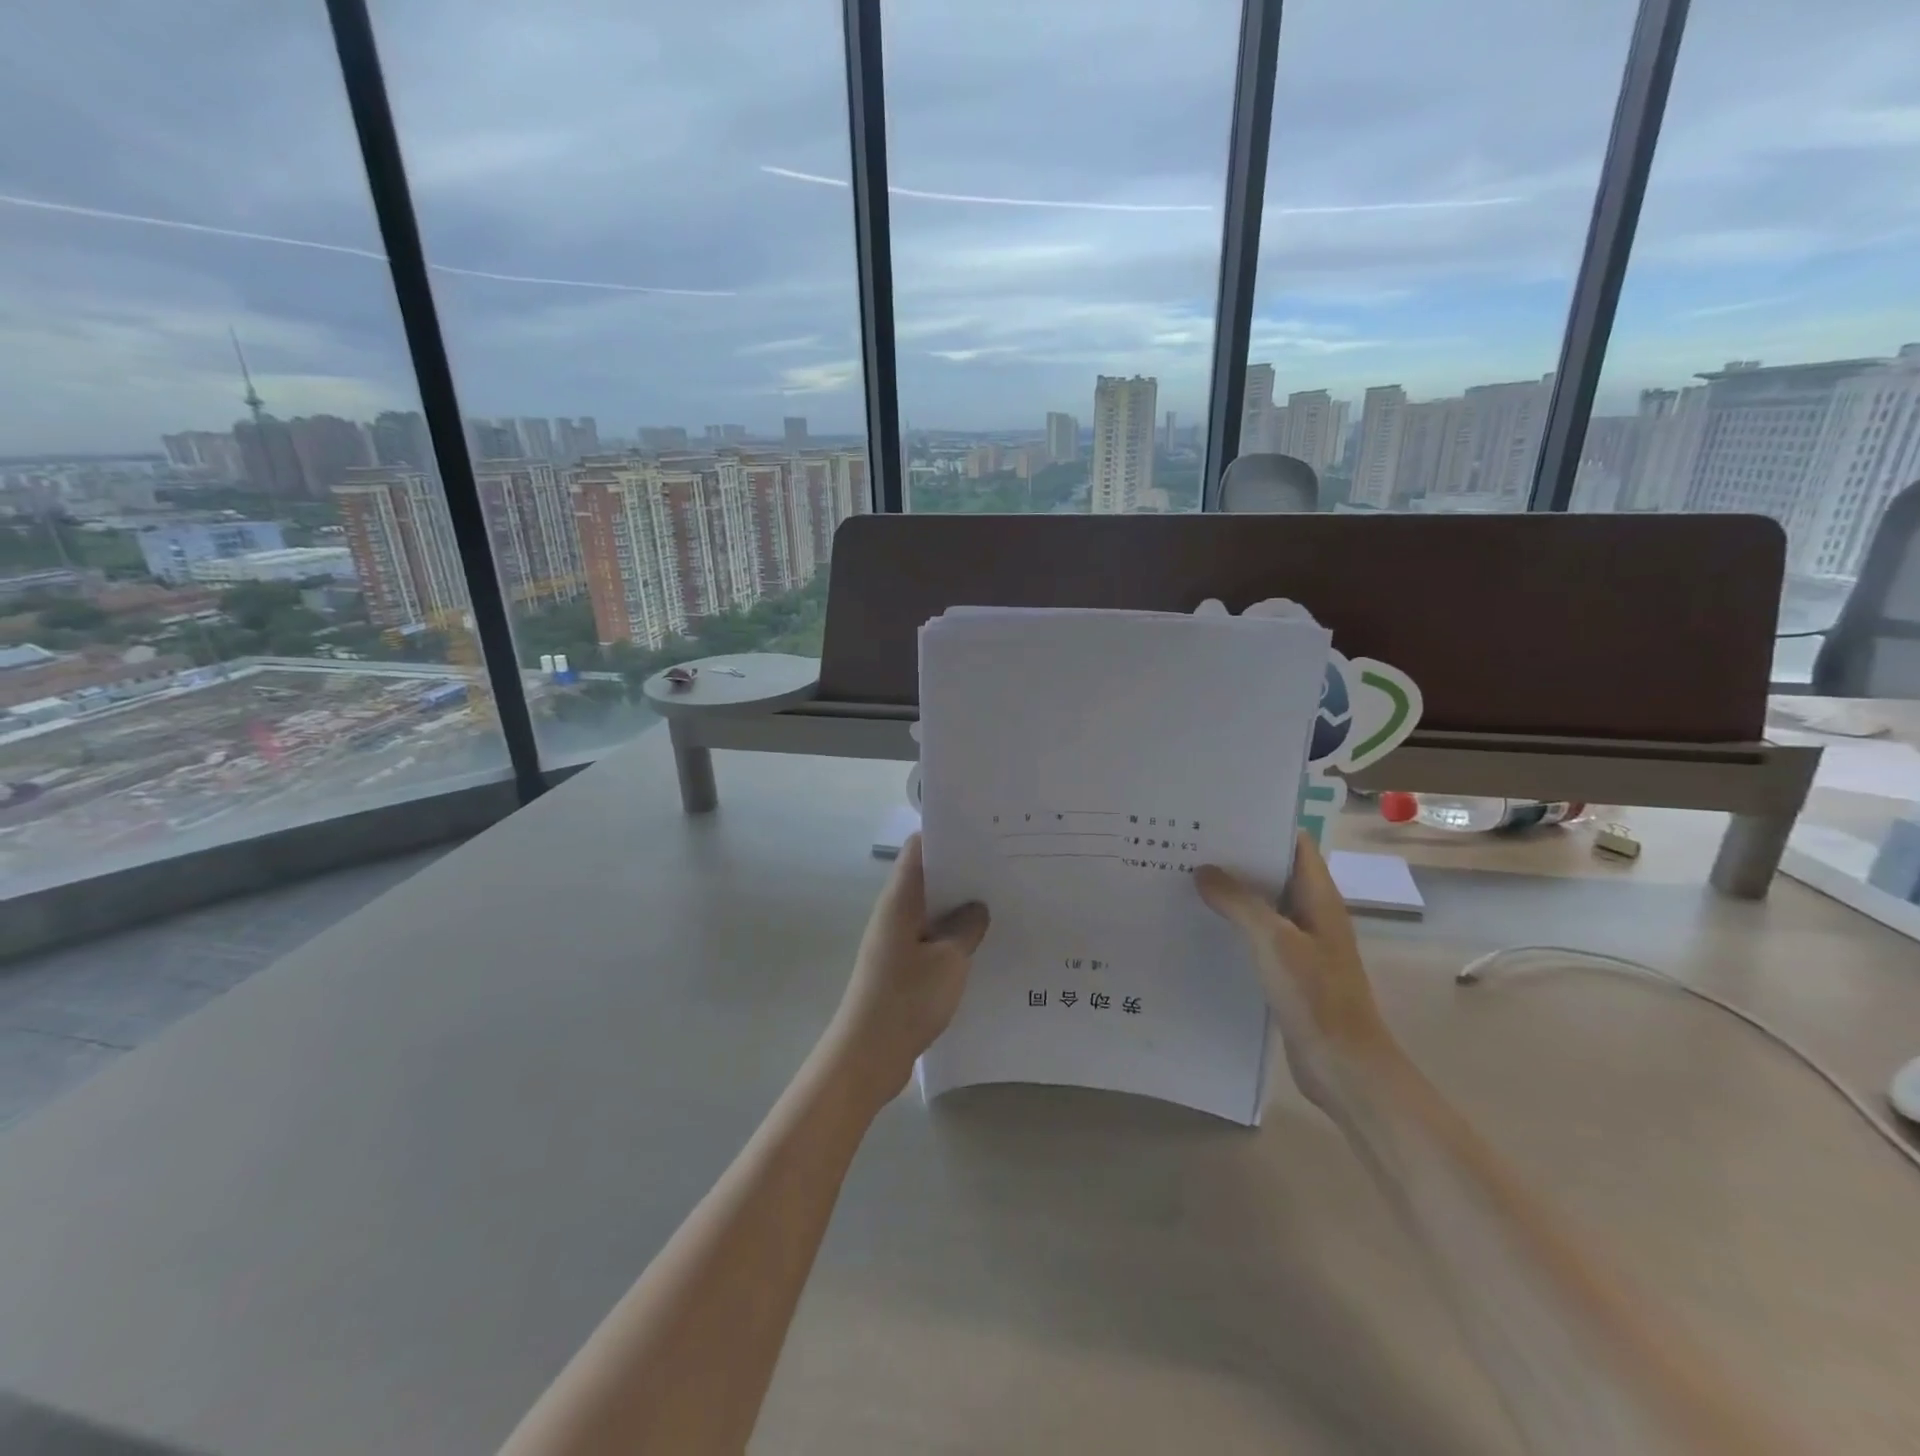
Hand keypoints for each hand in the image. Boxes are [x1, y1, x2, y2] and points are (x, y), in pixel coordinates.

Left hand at [826, 835, 989, 1108]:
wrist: (868, 1056)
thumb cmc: (906, 999)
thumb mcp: (949, 960)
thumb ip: (966, 928)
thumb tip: (977, 908)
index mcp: (900, 900)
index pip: (918, 849)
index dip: (947, 835)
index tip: (984, 834)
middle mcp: (894, 913)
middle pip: (927, 877)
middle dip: (962, 872)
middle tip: (1004, 868)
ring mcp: (896, 941)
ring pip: (931, 910)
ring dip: (959, 907)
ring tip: (1001, 903)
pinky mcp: (901, 966)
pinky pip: (930, 938)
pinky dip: (953, 936)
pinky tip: (982, 945)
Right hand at [1196, 832, 1398, 1109]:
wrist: (1344, 1068)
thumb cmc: (1315, 996)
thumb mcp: (1273, 941)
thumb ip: (1239, 902)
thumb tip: (1204, 870)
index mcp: (1319, 898)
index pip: (1294, 844)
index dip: (1262, 825)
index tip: (1219, 815)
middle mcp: (1311, 914)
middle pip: (1274, 873)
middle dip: (1236, 858)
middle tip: (1189, 844)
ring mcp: (1300, 945)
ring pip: (1262, 906)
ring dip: (1230, 894)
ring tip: (1184, 878)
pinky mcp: (1287, 972)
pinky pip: (1256, 937)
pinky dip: (1231, 926)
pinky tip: (1198, 926)